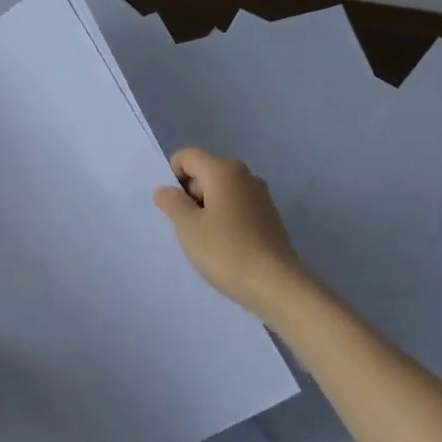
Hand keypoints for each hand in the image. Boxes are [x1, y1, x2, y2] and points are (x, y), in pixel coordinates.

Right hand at [154, 147, 310, 319]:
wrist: (276, 286)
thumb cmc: (226, 251)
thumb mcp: (187, 226)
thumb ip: (171, 202)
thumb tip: (165, 190)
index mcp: (224, 170)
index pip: (187, 156)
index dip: (173, 176)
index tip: (174, 207)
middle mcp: (245, 175)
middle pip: (205, 171)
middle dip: (189, 194)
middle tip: (187, 226)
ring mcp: (260, 196)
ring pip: (221, 191)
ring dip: (206, 209)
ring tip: (205, 239)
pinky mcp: (269, 216)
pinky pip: (236, 206)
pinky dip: (224, 219)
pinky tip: (225, 246)